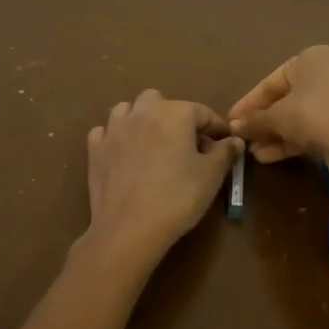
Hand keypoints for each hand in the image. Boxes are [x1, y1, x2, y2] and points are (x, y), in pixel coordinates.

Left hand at [85, 91, 242, 259]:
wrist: (130, 227)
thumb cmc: (178, 197)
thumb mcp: (211, 175)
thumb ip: (225, 152)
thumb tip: (233, 140)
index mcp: (175, 113)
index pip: (202, 112)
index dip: (216, 127)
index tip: (224, 143)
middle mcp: (143, 112)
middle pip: (160, 101)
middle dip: (173, 116)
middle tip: (185, 143)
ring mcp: (114, 129)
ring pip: (128, 110)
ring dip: (141, 119)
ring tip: (151, 143)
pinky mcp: (95, 149)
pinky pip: (105, 132)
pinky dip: (116, 137)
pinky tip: (123, 154)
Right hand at [227, 46, 328, 164]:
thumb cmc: (314, 116)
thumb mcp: (277, 117)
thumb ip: (254, 120)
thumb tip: (234, 127)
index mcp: (313, 57)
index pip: (272, 81)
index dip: (249, 103)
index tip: (232, 120)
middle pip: (287, 98)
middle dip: (263, 120)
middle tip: (243, 137)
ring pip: (301, 115)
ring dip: (276, 133)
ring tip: (254, 152)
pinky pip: (316, 126)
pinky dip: (294, 139)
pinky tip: (270, 156)